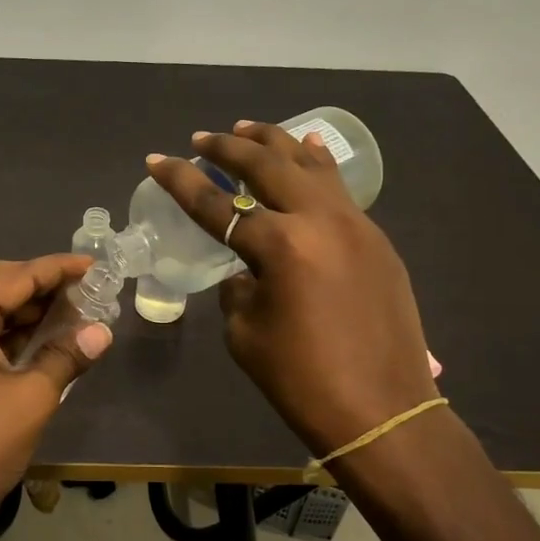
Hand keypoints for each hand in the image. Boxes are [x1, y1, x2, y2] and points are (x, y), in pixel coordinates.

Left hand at [0, 255, 112, 540]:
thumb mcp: (32, 397)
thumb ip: (66, 356)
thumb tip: (101, 332)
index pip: (16, 275)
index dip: (59, 269)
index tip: (95, 266)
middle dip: (43, 287)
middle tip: (87, 292)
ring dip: (26, 312)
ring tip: (73, 314)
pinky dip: (7, 335)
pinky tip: (40, 340)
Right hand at [147, 122, 435, 456]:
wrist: (382, 411)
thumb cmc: (302, 380)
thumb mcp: (246, 333)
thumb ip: (238, 288)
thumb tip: (246, 269)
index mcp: (280, 246)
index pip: (216, 204)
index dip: (181, 181)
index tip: (157, 160)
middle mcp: (320, 221)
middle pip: (267, 165)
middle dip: (228, 147)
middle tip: (202, 138)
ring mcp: (356, 225)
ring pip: (311, 164)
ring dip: (275, 143)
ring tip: (248, 129)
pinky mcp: (377, 240)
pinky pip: (340, 189)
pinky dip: (316, 166)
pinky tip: (308, 152)